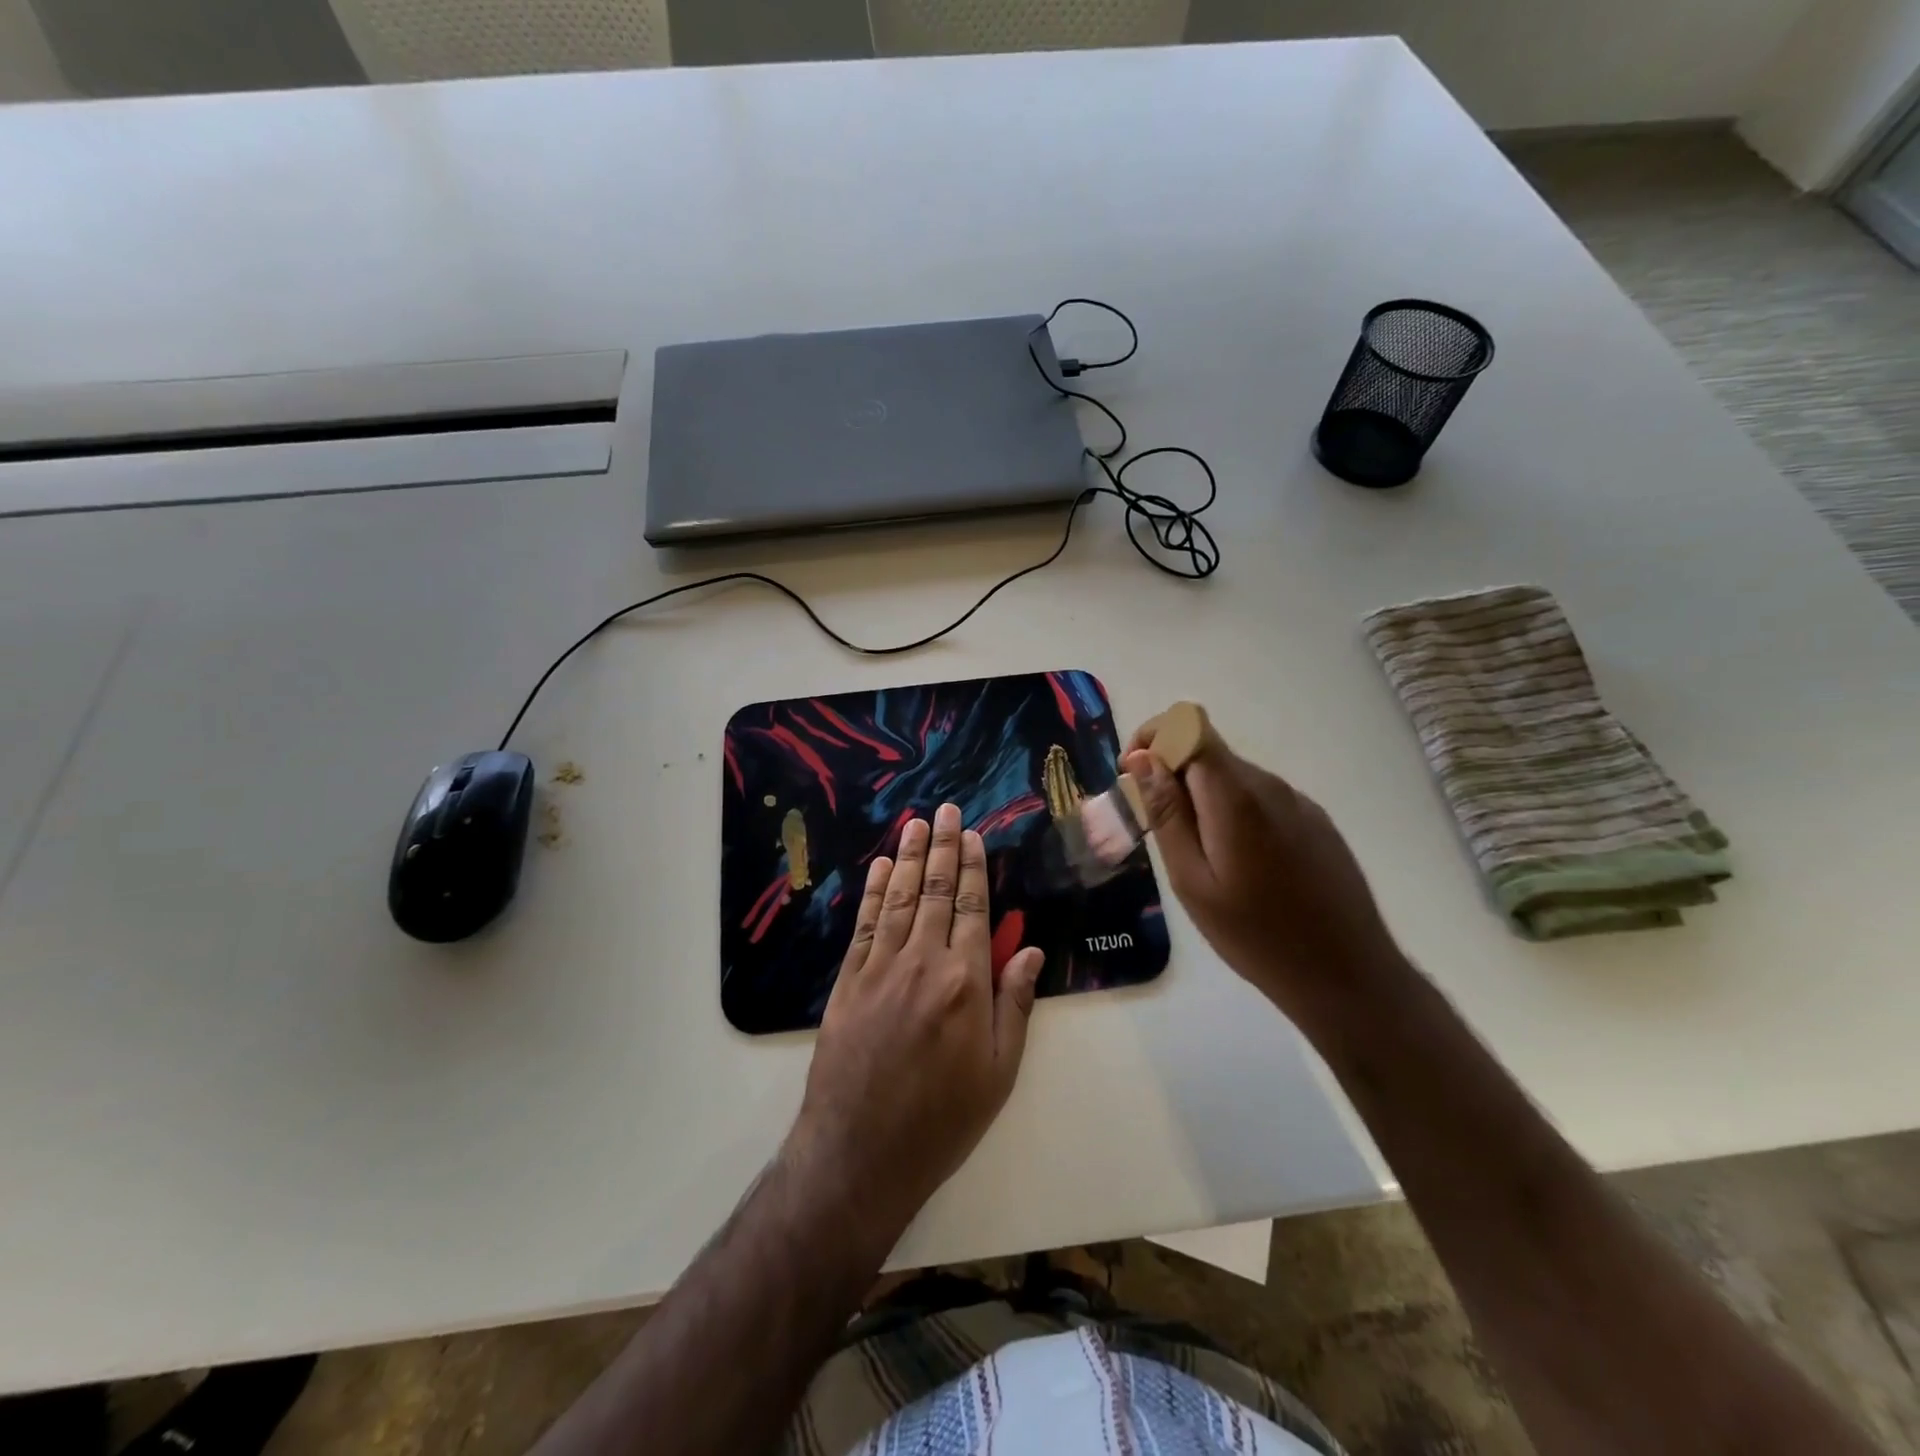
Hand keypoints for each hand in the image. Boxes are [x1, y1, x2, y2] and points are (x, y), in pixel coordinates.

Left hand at [788, 803, 1045, 1240]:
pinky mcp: (848, 982)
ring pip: (897, 899)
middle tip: (944, 809)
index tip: (973, 835)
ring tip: (914, 823)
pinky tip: (877, 869)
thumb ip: (1014, 1004)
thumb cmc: (942, 1120)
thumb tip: (1028, 949)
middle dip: (942, 847)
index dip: (973, 868)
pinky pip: (863, 925)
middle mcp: (922, 962)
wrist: (860, 1153)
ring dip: (906, 857)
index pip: (971, 908)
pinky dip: (871, 893)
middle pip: (934, 891)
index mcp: (965, 982)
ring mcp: (879, 969)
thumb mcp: (999, 1072)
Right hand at [1123, 718, 1401, 1019]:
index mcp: (1237, 796)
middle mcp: (1271, 787)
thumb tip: (1142, 758)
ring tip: (1196, 857)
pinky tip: (1238, 865)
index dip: (1154, 736)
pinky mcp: (1316, 823)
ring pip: (1233, 777)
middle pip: (1209, 752)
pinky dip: (1232, 813)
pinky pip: (1260, 800)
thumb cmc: (1256, 936)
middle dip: (1171, 774)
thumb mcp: (1192, 880)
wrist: (1347, 976)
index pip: (1189, 726)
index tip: (1131, 775)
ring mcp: (1299, 803)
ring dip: (1201, 797)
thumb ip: (1167, 813)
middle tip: (1154, 828)